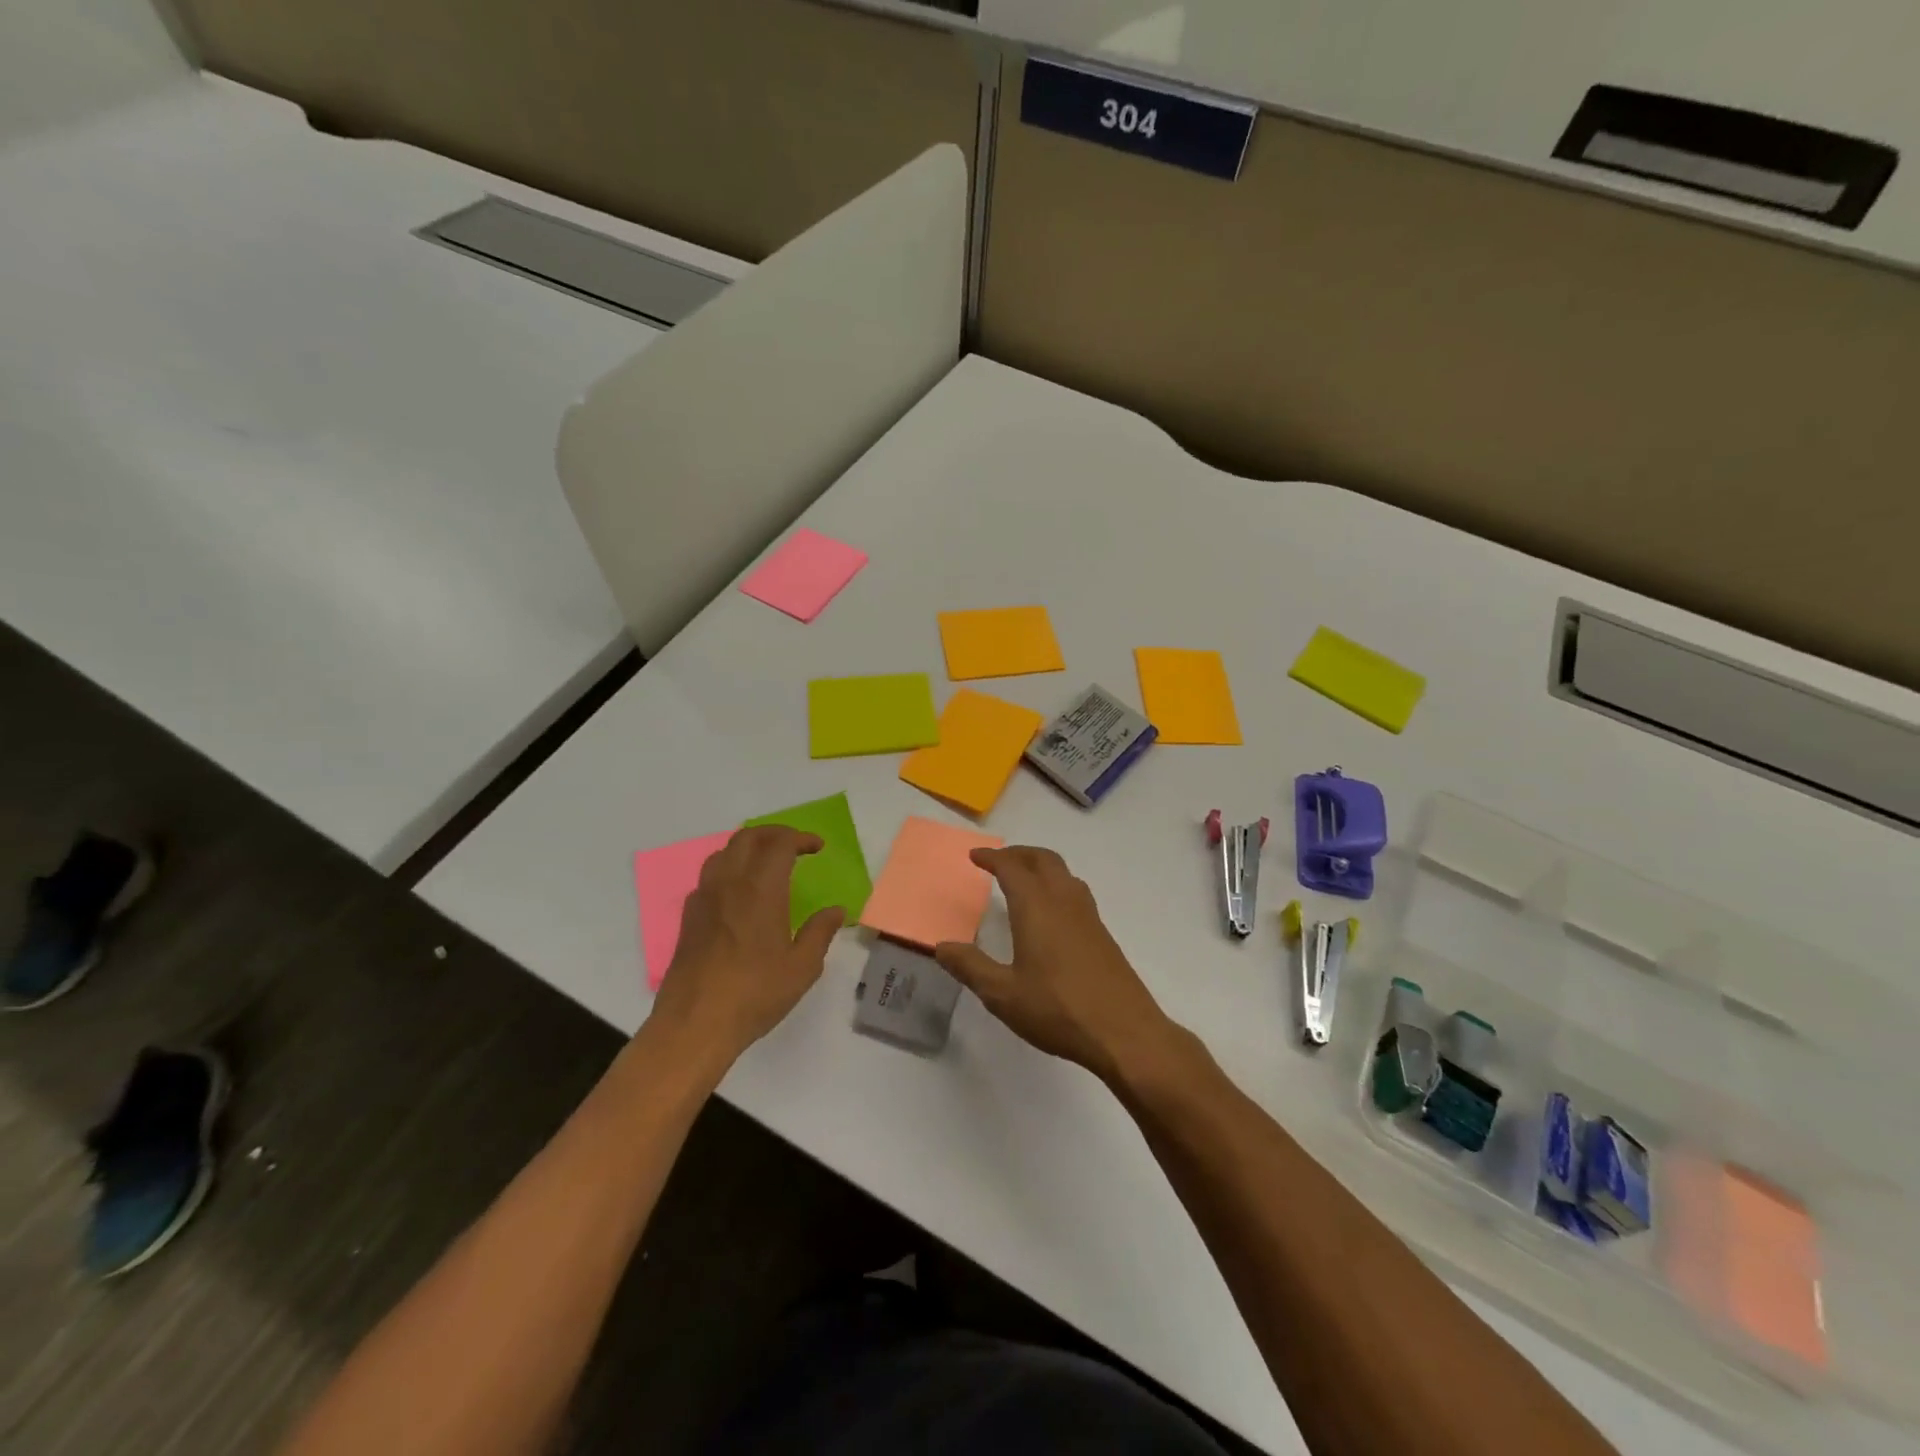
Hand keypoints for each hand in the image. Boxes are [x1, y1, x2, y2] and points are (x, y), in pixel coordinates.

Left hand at [650, 826, 843, 1059]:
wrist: (694, 1024)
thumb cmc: (754, 994)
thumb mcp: (802, 968)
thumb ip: (820, 932)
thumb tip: (836, 910)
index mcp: (761, 890)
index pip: (779, 844)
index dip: (800, 838)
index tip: (817, 847)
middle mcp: (729, 884)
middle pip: (747, 838)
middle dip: (774, 834)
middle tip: (795, 845)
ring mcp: (704, 899)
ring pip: (724, 852)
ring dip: (748, 847)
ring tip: (766, 862)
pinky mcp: (689, 917)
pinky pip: (709, 876)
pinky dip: (729, 869)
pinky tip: (738, 893)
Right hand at [935, 846, 1174, 1083]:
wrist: (1125, 1032)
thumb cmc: (1058, 1010)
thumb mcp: (1002, 994)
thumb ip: (970, 967)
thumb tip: (941, 946)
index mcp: (1036, 907)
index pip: (1012, 868)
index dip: (992, 858)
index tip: (975, 855)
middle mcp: (1064, 901)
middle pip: (1043, 860)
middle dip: (1019, 854)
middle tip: (998, 861)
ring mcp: (1088, 916)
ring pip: (1064, 873)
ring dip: (1041, 866)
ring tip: (1023, 880)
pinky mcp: (1103, 934)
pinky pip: (1076, 892)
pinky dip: (1056, 886)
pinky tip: (1050, 914)